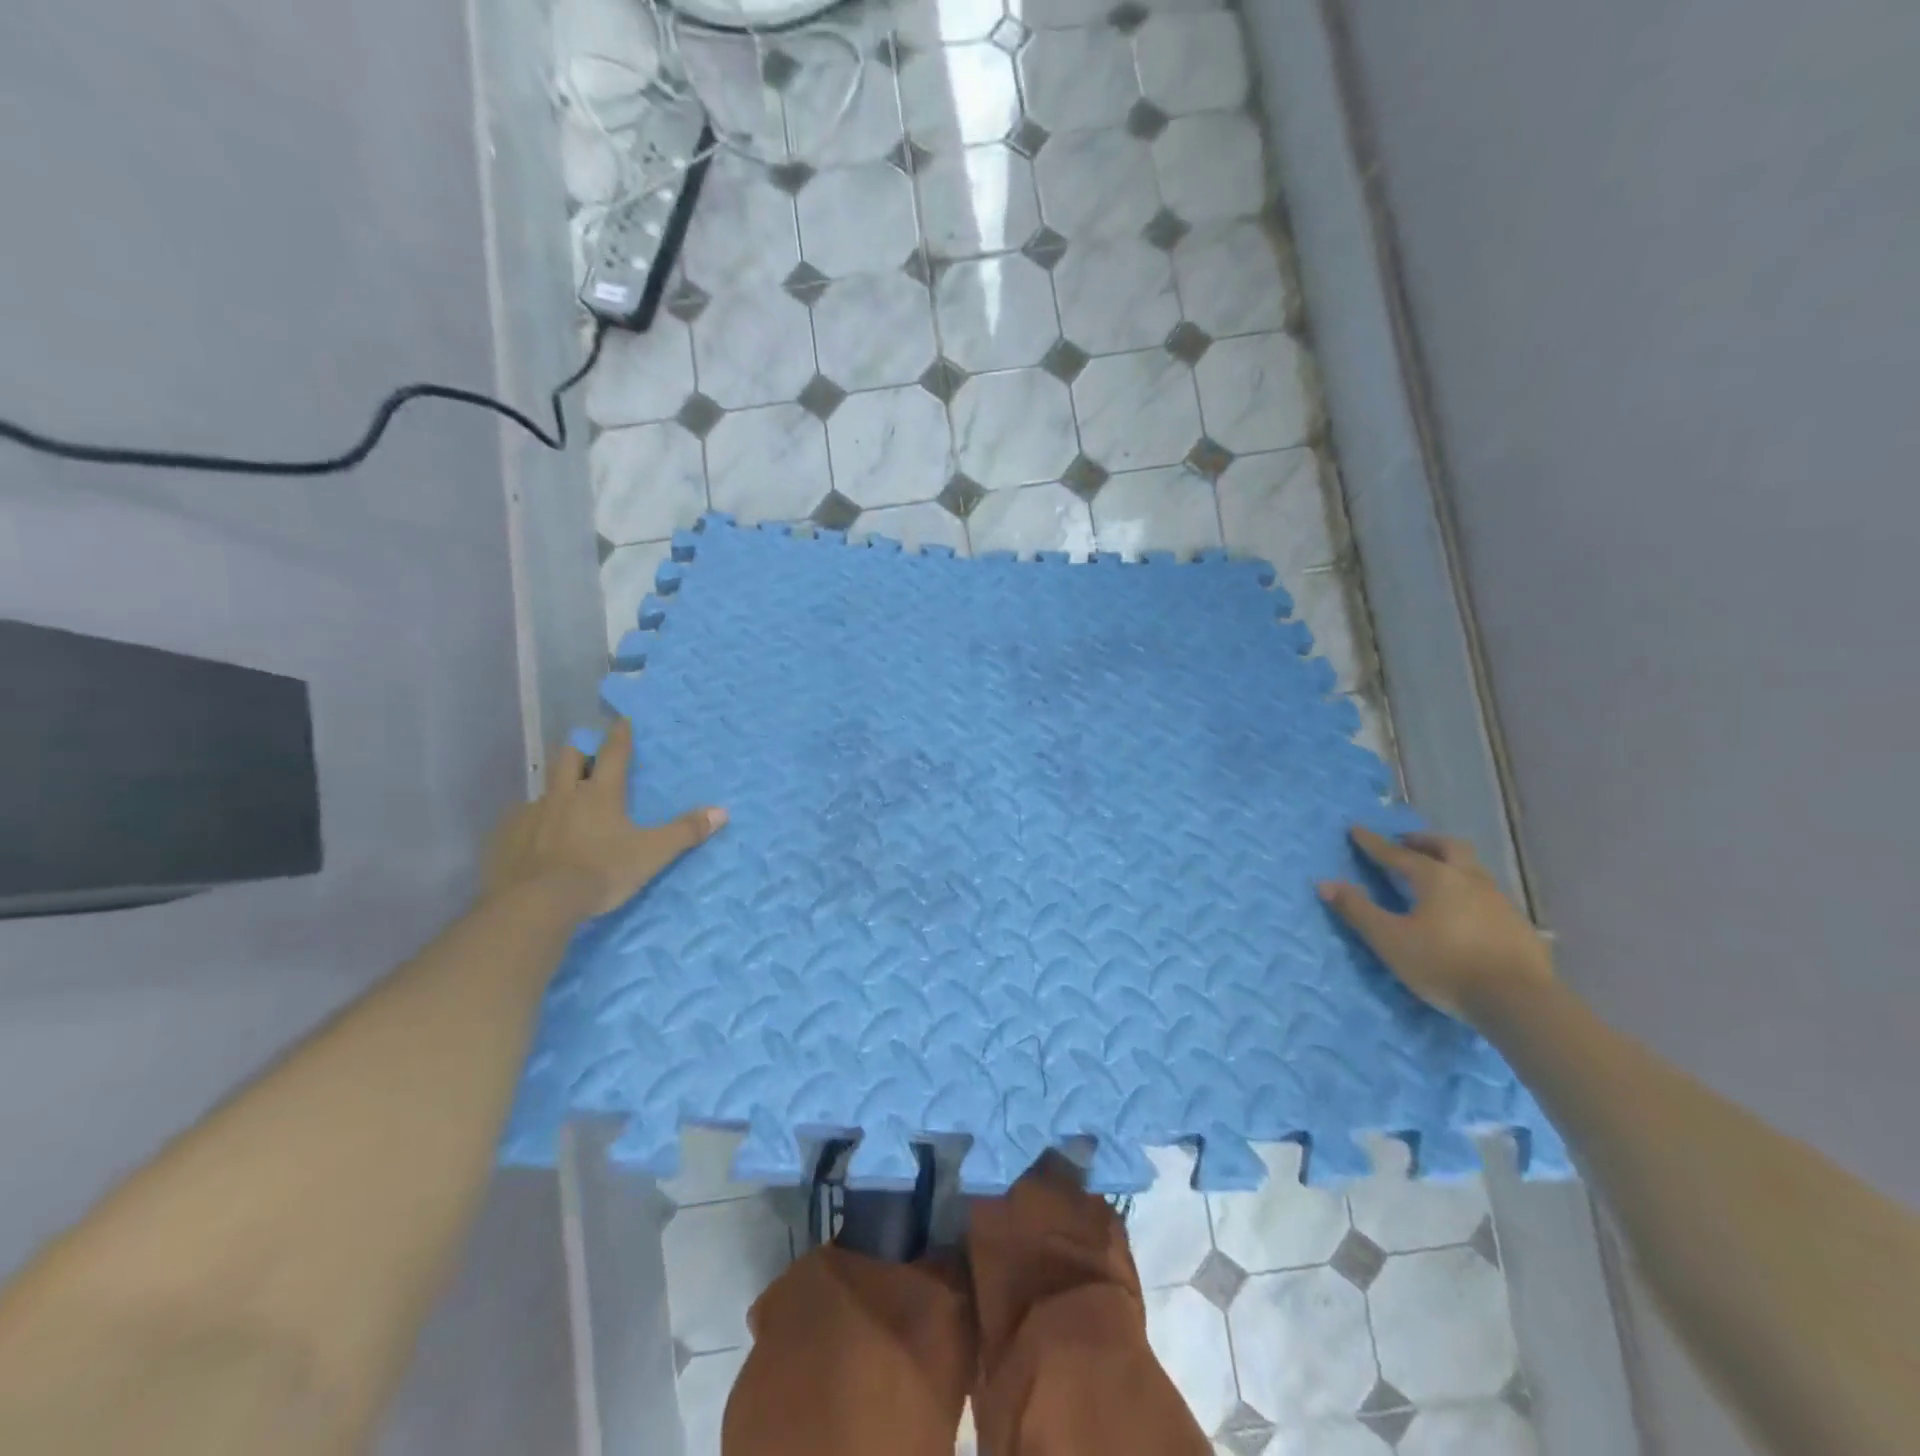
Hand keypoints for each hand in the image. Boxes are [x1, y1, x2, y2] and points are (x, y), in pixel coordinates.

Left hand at [483, 719, 726, 919]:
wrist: (538, 903)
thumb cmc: (601, 871)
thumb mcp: (652, 854)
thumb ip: (685, 832)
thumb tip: (722, 812)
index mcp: (600, 794)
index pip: (613, 753)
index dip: (620, 735)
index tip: (621, 720)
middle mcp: (564, 795)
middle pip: (568, 758)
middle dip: (580, 752)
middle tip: (588, 758)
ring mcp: (531, 815)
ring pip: (544, 789)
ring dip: (556, 790)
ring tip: (565, 806)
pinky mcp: (507, 837)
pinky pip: (520, 820)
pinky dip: (533, 823)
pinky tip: (537, 840)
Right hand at [1318, 827, 1552, 1022]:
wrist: (1519, 1002)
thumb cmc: (1444, 965)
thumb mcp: (1389, 940)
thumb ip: (1357, 910)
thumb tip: (1324, 883)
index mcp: (1436, 878)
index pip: (1397, 853)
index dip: (1373, 843)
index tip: (1356, 830)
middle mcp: (1470, 880)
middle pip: (1447, 847)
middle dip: (1423, 842)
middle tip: (1405, 843)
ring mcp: (1500, 901)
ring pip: (1472, 869)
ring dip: (1450, 863)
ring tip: (1434, 875)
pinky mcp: (1518, 925)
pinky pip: (1488, 895)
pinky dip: (1469, 890)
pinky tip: (1465, 911)